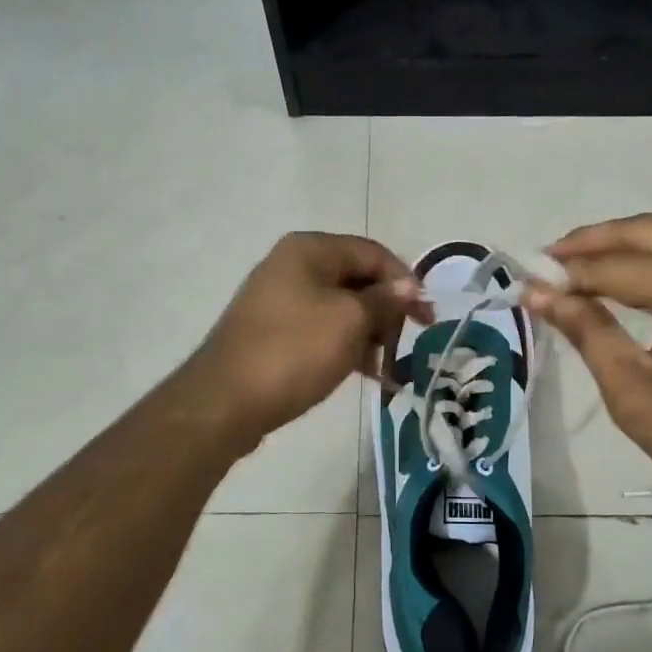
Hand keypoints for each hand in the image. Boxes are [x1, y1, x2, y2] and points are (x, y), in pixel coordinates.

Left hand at [187, 232, 426, 442]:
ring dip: (369, 333)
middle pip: (357, 279)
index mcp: (310, 250)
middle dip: (386, 311)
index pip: (373, 253)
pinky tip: (365, 373)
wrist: (226, 401)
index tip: (426, 317)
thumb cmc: (294, 351)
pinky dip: (346, 346)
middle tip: (405, 343)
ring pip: (342, 308)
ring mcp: (281, 299)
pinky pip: (322, 329)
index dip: (405, 281)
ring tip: (386, 368)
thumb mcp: (350, 321)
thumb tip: (409, 287)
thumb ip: (384, 300)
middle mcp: (293, 265)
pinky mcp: (275, 332)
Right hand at [528, 214, 651, 521]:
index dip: (570, 274)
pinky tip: (635, 282)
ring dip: (629, 249)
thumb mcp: (636, 395)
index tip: (528, 280)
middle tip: (551, 258)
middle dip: (595, 241)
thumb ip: (588, 333)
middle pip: (651, 231)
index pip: (620, 267)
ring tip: (582, 269)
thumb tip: (539, 294)